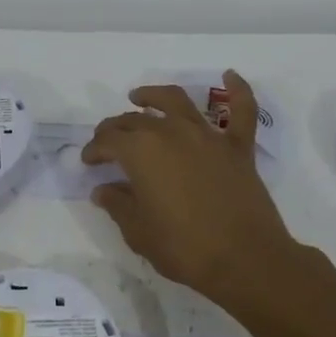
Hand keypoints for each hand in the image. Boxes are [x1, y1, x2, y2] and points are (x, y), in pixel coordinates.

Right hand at [81, 71, 299, 303]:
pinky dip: (238, 90)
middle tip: (107, 141)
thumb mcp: (139, 232)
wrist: (246, 260)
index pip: (108, 141)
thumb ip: (118, 205)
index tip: (88, 162)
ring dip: (154, 96)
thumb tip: (102, 190)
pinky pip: (241, 111)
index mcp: (141, 152)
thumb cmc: (185, 249)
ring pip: (176, 101)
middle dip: (115, 128)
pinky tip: (230, 75)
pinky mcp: (237, 147)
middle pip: (135, 120)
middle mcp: (171, 133)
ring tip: (140, 98)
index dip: (94, 150)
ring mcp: (207, 136)